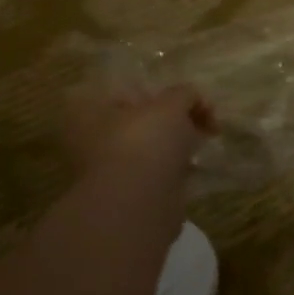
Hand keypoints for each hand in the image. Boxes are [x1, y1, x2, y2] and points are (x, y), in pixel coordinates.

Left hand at [65, 82, 215, 191]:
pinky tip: (194, 167)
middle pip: (141, 119)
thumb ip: (184, 94)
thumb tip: (193, 100)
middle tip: (202, 120)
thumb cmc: (146, 141)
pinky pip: (155, 172)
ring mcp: (108, 168)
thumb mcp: (172, 103)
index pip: (130, 90)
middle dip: (173, 119)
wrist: (138, 203)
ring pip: (149, 147)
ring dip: (175, 145)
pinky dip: (174, 169)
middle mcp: (92, 138)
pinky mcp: (127, 193)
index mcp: (91, 111)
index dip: (162, 92)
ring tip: (202, 144)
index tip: (188, 99)